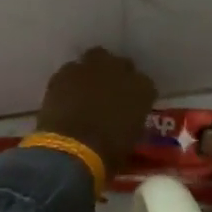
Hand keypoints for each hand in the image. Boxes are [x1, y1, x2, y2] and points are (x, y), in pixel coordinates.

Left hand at [35, 48, 155, 176]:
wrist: (71, 149)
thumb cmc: (108, 153)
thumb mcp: (131, 140)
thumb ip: (132, 122)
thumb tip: (127, 121)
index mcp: (143, 89)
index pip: (146, 85)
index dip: (137, 96)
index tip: (132, 107)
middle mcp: (120, 70)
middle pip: (122, 64)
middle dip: (117, 75)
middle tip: (109, 93)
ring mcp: (91, 67)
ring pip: (96, 59)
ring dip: (94, 72)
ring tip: (86, 89)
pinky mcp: (65, 72)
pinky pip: (72, 70)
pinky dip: (71, 80)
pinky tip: (67, 95)